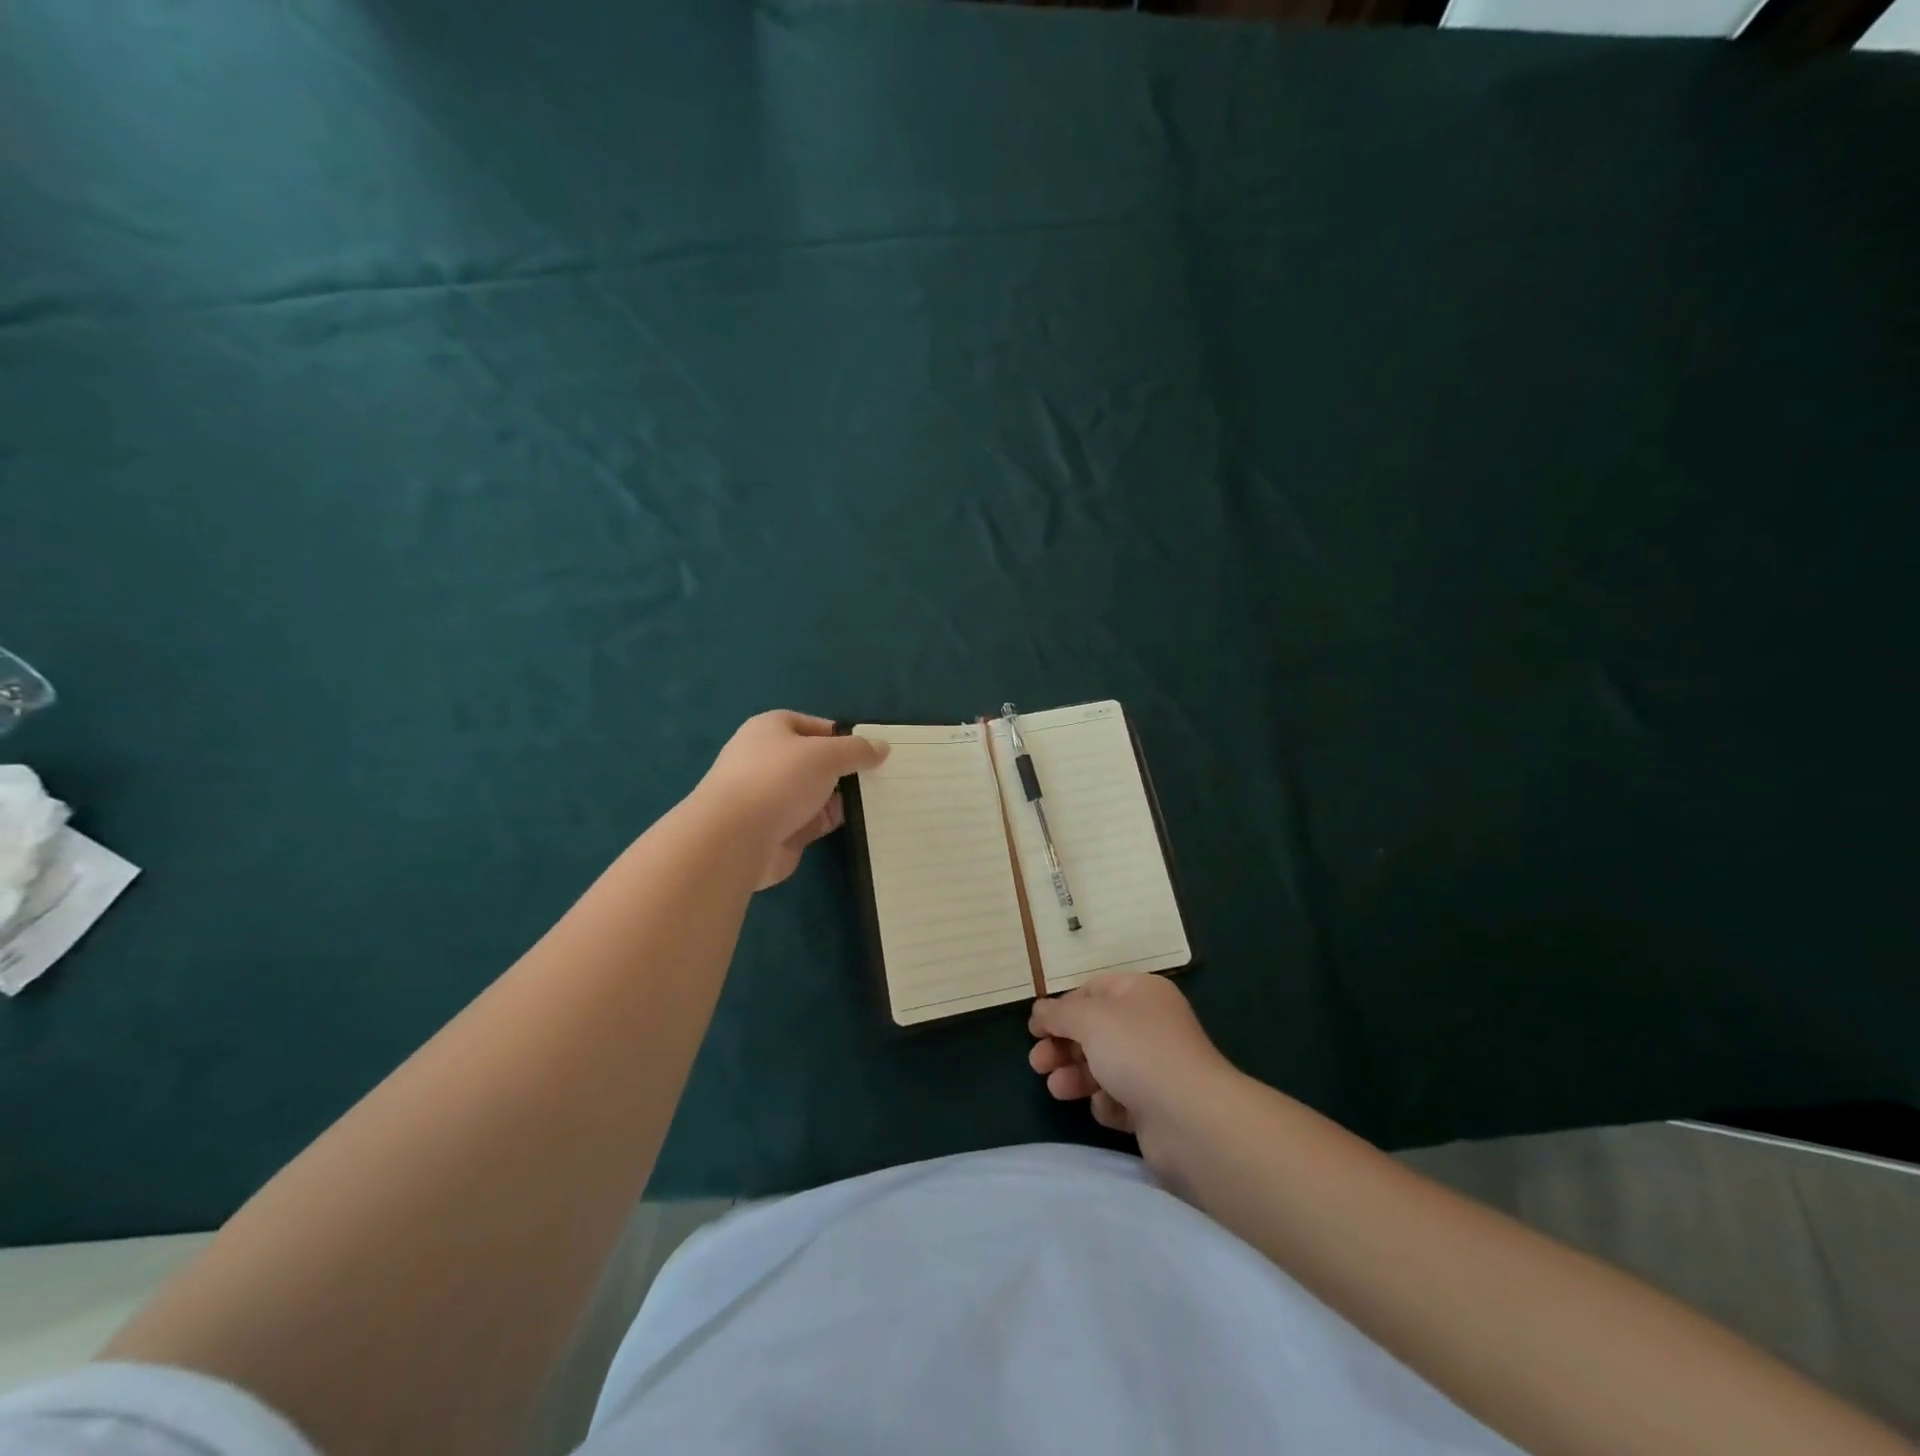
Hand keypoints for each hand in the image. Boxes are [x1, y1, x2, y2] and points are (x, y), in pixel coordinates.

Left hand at [692, 711, 888, 889]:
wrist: (734, 839)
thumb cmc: (778, 780)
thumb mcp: (826, 755)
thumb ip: (857, 750)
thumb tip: (882, 747)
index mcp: (770, 730)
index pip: (814, 725)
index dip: (842, 735)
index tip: (871, 750)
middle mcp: (768, 760)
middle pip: (815, 761)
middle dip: (845, 769)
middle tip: (883, 776)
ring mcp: (771, 798)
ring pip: (816, 793)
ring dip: (842, 798)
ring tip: (882, 799)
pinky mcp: (778, 830)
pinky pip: (813, 821)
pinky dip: (832, 821)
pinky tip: (862, 823)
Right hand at [1029, 973, 1236, 1170]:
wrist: (1189, 1119)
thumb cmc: (1137, 1051)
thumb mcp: (1089, 1019)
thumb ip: (1059, 1013)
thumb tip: (1040, 1010)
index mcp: (1140, 993)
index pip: (1093, 990)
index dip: (1061, 1007)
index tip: (1034, 1029)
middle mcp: (1149, 1025)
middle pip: (1095, 1030)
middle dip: (1063, 1046)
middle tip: (1038, 1063)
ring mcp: (1154, 1066)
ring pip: (1103, 1065)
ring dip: (1075, 1075)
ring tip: (1057, 1088)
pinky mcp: (1155, 1106)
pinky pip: (1119, 1098)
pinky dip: (1106, 1102)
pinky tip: (1104, 1107)